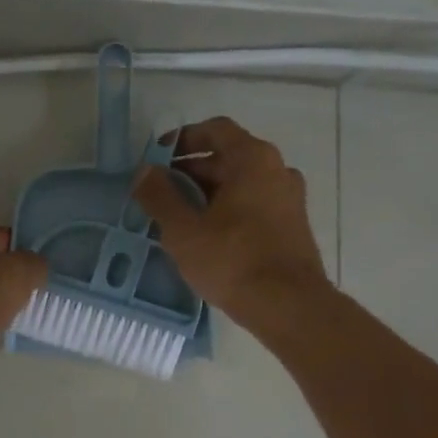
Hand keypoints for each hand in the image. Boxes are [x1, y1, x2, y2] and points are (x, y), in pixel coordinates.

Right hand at [131, 118, 329, 322]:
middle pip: (228, 157)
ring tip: (179, 218)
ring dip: (208, 193)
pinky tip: (207, 238)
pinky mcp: (293, 226)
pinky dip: (228, 210)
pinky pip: (254, 205)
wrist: (290, 308)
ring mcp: (289, 199)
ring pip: (241, 184)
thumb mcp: (184, 230)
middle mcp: (277, 170)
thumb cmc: (233, 261)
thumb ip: (159, 196)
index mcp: (253, 159)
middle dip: (191, 171)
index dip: (183, 139)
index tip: (158, 159)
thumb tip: (144, 172)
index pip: (215, 130)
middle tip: (161, 194)